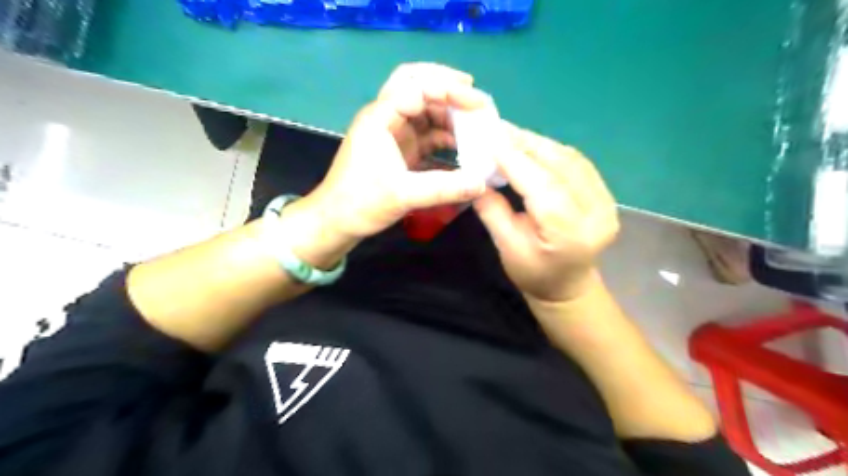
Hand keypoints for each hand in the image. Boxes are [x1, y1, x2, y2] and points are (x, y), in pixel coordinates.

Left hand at [300, 63, 486, 245]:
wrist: (336, 222)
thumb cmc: (360, 203)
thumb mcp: (403, 195)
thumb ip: (444, 188)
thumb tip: (482, 182)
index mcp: (380, 118)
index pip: (416, 85)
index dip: (449, 89)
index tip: (478, 103)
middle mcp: (386, 118)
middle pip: (417, 85)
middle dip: (447, 88)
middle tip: (475, 99)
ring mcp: (392, 134)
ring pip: (423, 110)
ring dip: (448, 114)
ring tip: (475, 126)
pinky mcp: (398, 150)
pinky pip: (425, 133)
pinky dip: (443, 135)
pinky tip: (461, 146)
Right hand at [475, 124, 620, 302]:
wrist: (568, 287)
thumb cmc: (534, 275)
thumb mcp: (506, 248)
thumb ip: (492, 210)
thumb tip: (475, 175)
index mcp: (570, 235)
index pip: (543, 188)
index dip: (516, 160)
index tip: (490, 138)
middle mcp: (596, 213)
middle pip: (561, 166)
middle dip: (526, 144)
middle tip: (497, 129)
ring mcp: (607, 202)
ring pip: (571, 159)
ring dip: (538, 143)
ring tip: (510, 134)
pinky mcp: (606, 195)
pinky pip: (577, 163)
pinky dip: (552, 150)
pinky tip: (532, 146)